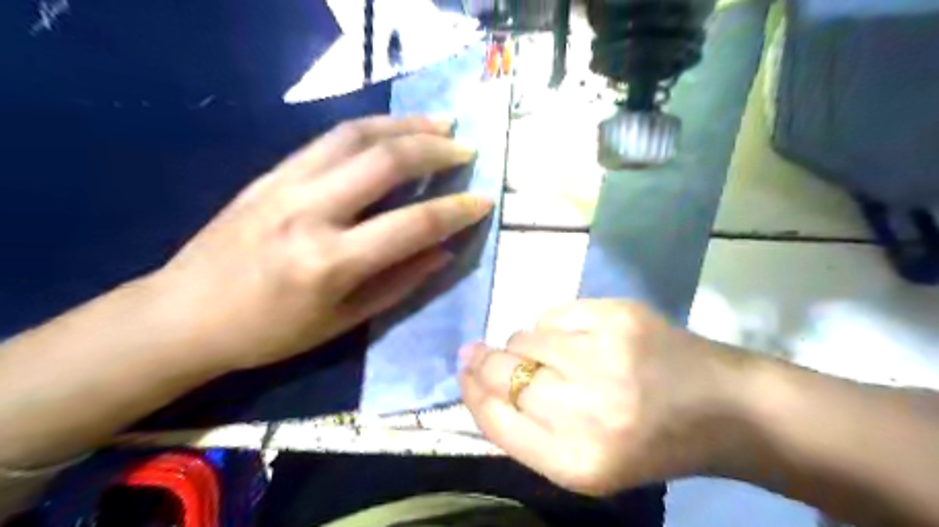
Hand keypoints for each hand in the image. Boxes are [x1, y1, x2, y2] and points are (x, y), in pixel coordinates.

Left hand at [149, 114, 491, 370]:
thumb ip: (399, 283)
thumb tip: (443, 251)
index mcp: (330, 263)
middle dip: (437, 151)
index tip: (484, 200)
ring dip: (406, 125)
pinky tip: (394, 129)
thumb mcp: (342, 322)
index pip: (411, 224)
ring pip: (357, 135)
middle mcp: (310, 212)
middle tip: (468, 150)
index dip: (455, 211)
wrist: (182, 314)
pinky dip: (371, 127)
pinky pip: (329, 138)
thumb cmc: (269, 332)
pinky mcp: (271, 172)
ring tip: (441, 124)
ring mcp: (286, 184)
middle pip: (386, 161)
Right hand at [460, 300, 753, 492]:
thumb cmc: (648, 442)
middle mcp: (588, 411)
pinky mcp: (619, 316)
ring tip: (553, 355)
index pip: (495, 419)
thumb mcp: (584, 460)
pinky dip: (554, 326)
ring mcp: (605, 356)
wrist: (723, 407)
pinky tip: (580, 338)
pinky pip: (554, 314)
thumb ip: (527, 429)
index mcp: (577, 462)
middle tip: (479, 352)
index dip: (472, 392)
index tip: (463, 372)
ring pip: (525, 338)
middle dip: (484, 361)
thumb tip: (476, 378)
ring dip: (525, 345)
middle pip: (504, 373)